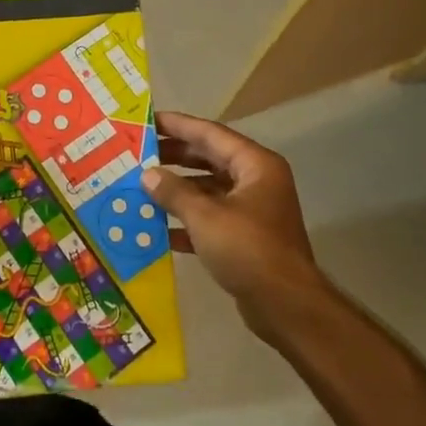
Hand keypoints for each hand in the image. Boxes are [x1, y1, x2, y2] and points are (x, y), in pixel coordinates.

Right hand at [144, 111, 327, 340]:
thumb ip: (173, 192)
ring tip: (141, 186)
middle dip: (174, 156)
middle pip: (210, 159)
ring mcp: (252, 210)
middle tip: (139, 152)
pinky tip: (157, 227)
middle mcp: (256, 181)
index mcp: (255, 165)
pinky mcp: (245, 238)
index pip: (211, 134)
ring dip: (177, 189)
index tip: (148, 120)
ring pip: (208, 190)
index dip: (178, 125)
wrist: (285, 306)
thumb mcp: (205, 217)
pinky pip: (210, 218)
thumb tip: (147, 174)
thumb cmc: (248, 249)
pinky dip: (186, 220)